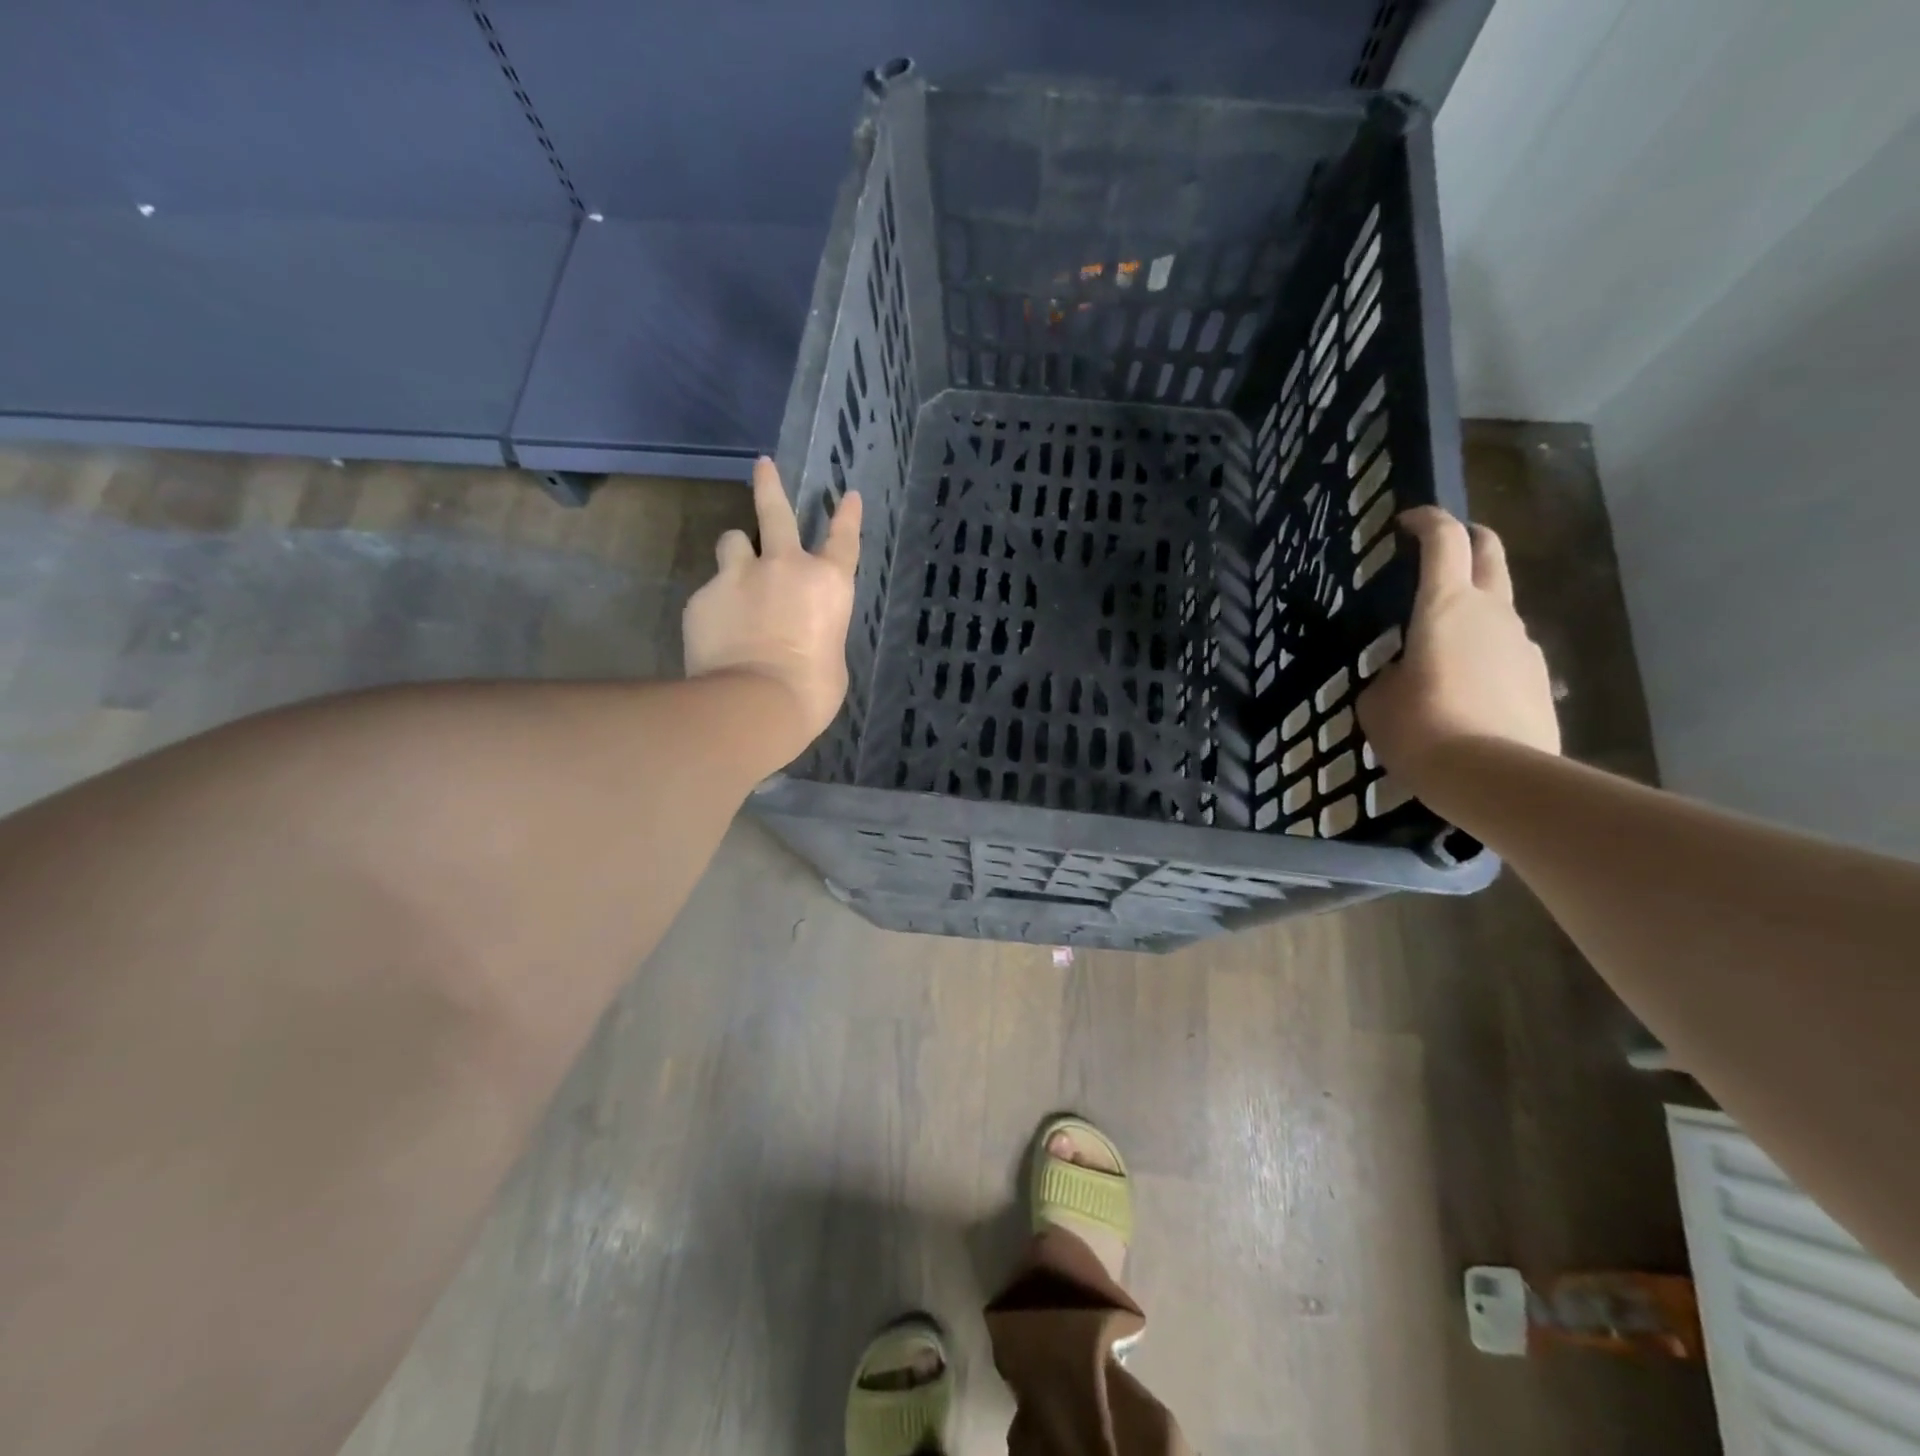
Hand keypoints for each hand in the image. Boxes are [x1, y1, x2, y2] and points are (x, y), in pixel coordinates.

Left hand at [682, 457, 860, 753]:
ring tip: (735, 574)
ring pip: (731, 542)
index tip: (848, 495)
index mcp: (828, 584)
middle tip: (762, 465)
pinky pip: (709, 593)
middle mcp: (784, 567)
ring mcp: (738, 576)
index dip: (847, 516)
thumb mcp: (831, 662)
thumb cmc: (810, 691)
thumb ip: (818, 633)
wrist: (752, 703)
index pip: (844, 540)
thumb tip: (804, 635)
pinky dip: (715, 606)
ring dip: (736, 552)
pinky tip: (716, 635)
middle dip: (769, 485)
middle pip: (775, 512)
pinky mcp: (703, 597)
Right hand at [1357, 506, 1558, 786]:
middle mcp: (1491, 613)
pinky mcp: (1539, 679)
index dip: (1427, 522)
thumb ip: (1387, 675)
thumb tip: (1400, 674)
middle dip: (1469, 539)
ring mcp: (1523, 645)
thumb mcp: (1377, 701)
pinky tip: (1465, 689)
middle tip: (1446, 546)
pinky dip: (1486, 655)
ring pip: (1499, 608)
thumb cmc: (1420, 728)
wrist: (1493, 777)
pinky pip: (1507, 653)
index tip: (1407, 521)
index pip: (1444, 541)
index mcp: (1444, 607)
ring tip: (1441, 646)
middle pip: (1490, 554)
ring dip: (1474, 609)